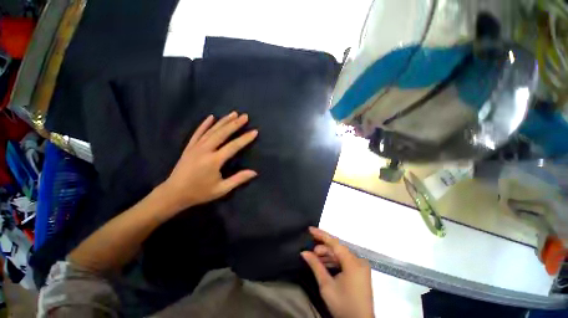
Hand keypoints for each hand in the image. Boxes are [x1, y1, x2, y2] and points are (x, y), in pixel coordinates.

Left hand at [161, 112, 257, 212]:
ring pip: (211, 130)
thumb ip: (238, 179)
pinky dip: (204, 124)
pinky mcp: (189, 147)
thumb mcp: (221, 189)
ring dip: (223, 121)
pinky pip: (198, 132)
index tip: (254, 131)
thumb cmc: (199, 192)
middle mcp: (205, 150)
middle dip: (235, 124)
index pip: (233, 146)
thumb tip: (254, 172)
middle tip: (245, 116)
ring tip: (234, 113)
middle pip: (222, 133)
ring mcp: (195, 147)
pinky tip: (211, 117)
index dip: (245, 139)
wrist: (173, 193)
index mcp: (214, 161)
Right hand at [302, 227, 373, 317]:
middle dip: (323, 248)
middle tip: (311, 251)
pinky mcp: (360, 272)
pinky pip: (345, 261)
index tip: (310, 229)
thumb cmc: (343, 305)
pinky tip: (324, 263)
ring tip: (315, 257)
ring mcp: (361, 267)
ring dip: (328, 255)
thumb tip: (304, 252)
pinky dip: (334, 261)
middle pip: (338, 248)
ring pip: (341, 255)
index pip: (334, 243)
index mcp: (353, 263)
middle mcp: (359, 261)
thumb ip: (315, 265)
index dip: (321, 234)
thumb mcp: (326, 285)